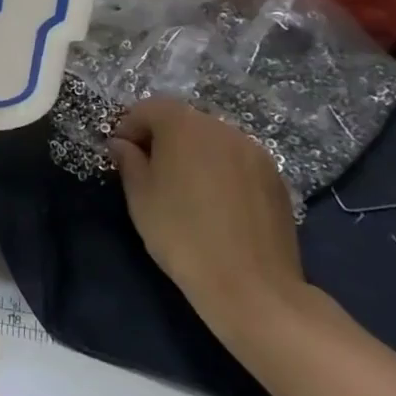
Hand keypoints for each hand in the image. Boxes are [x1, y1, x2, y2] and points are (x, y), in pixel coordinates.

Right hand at [108, 98, 308, 350]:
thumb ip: (128, 161)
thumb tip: (122, 144)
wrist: (251, 286)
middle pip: (183, 120)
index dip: (129, 127)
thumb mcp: (140, 196)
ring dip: (193, 154)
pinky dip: (220, 171)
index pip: (148, 108)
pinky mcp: (276, 178)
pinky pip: (237, 162)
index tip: (120, 155)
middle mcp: (222, 128)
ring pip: (212, 140)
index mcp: (184, 125)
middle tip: (149, 171)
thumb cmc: (181, 234)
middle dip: (162, 138)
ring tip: (184, 189)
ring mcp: (254, 152)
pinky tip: (216, 204)